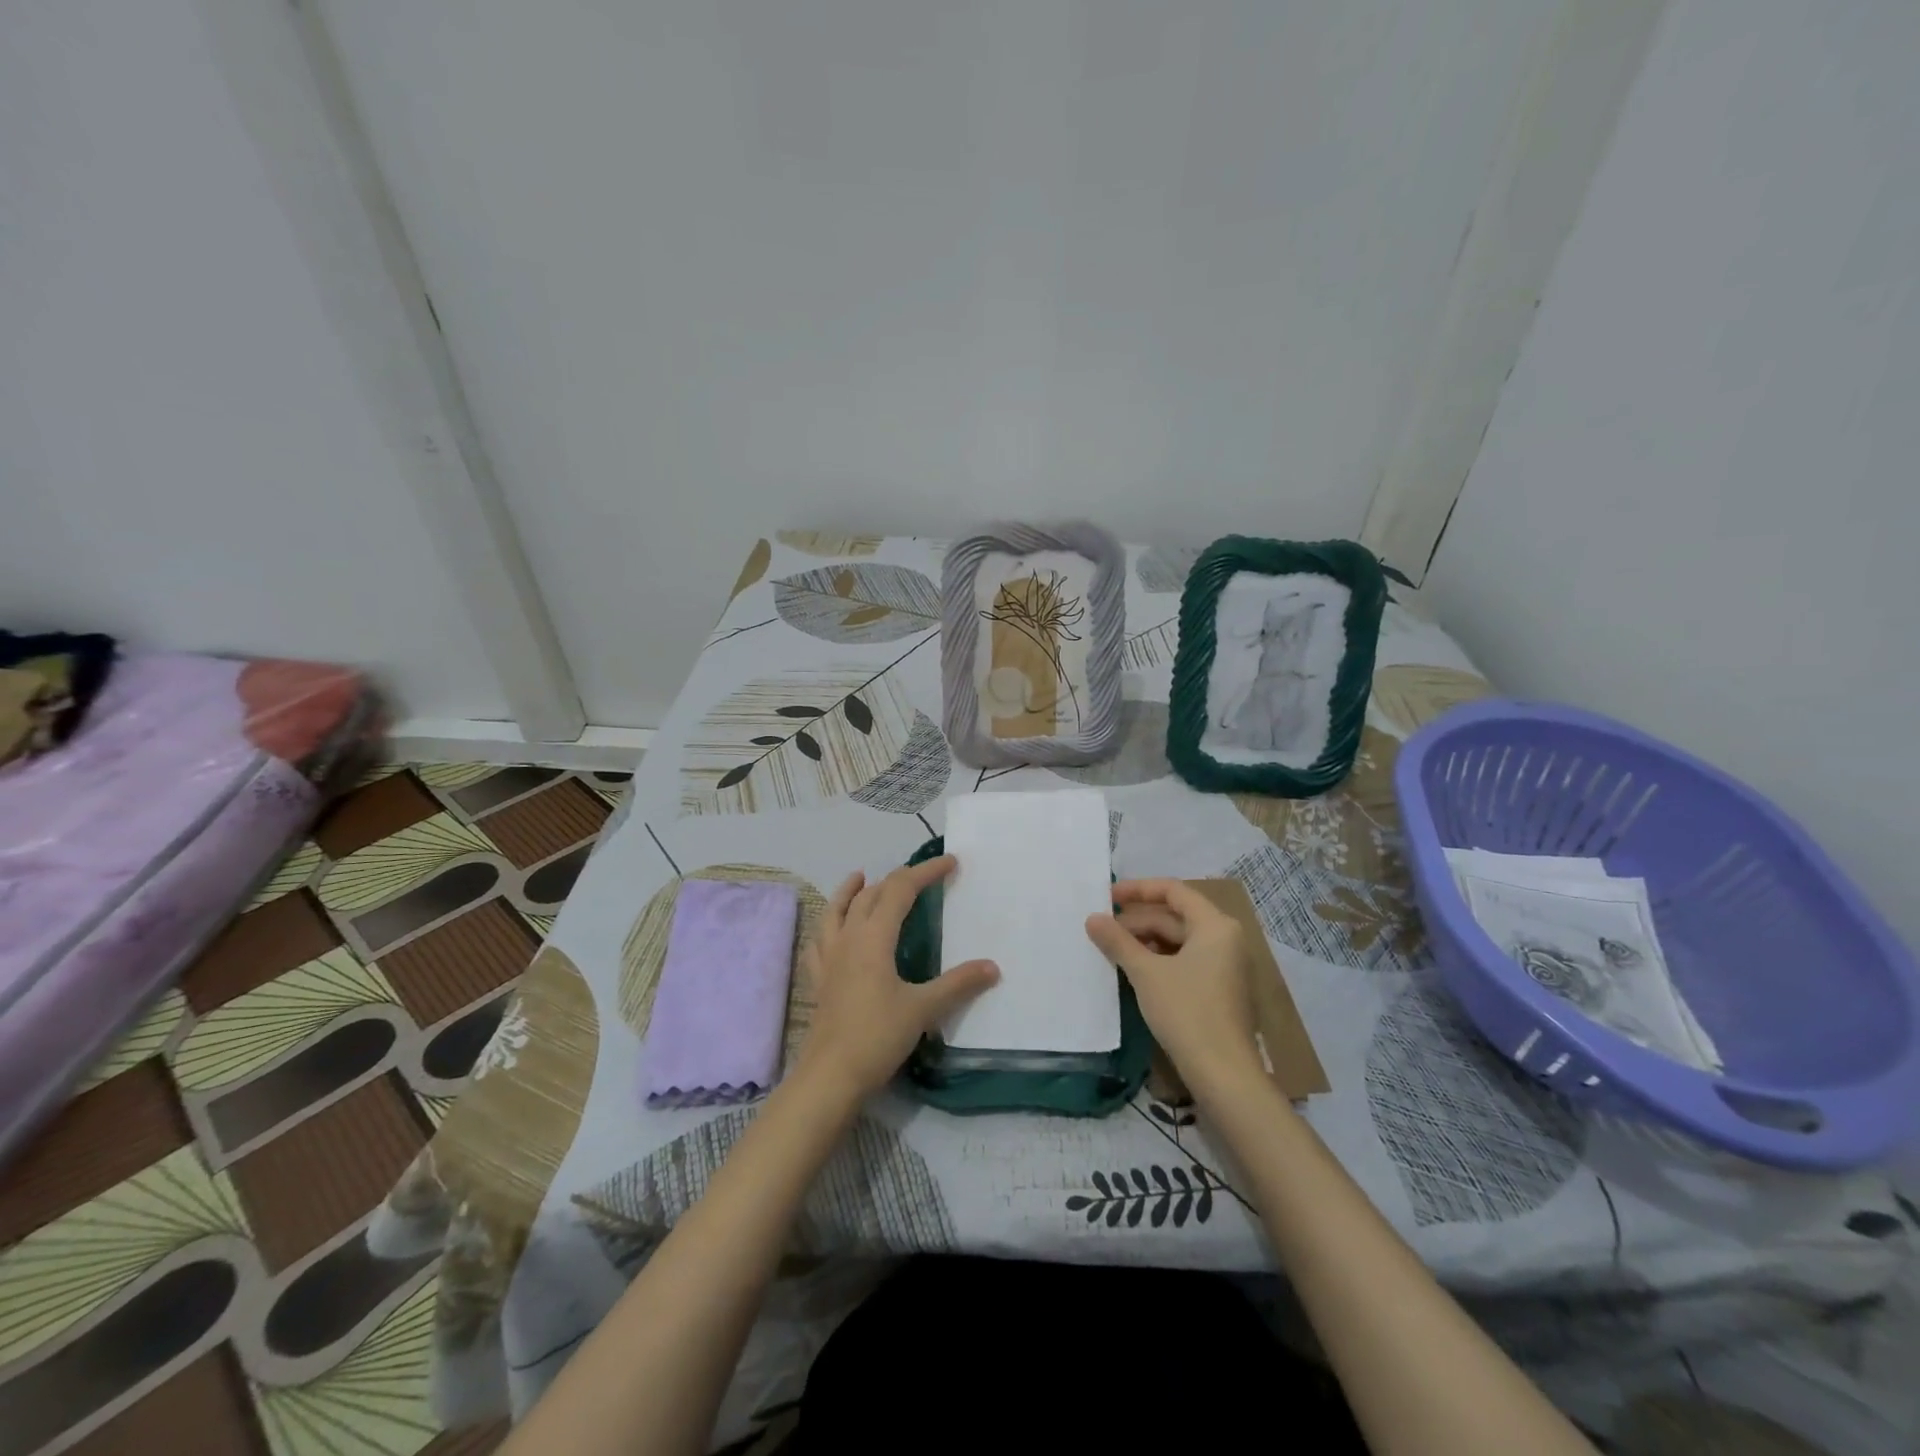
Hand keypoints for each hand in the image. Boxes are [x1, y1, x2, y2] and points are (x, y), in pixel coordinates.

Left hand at [795, 855, 998, 1102]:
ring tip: (860, 877)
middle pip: (870, 895)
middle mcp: (848, 938)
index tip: (950, 862)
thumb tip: (992, 967)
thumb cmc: (877, 1036)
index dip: (925, 872)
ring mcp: (828, 957)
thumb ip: (958, 984)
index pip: (900, 890)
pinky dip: (828, 925)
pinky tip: (831, 930)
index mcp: (874, 937)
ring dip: (851, 891)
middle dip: (897, 879)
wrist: (830, 1076)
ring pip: (836, 910)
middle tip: (921, 876)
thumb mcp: (923, 1009)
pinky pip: (819, 941)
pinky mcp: (819, 979)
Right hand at [1086, 879, 1260, 1093]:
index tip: (1107, 896)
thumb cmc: (1187, 1012)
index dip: (1138, 889)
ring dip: (1145, 941)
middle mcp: (1225, 939)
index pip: (1173, 890)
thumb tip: (1092, 918)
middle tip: (1102, 928)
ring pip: (1178, 940)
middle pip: (1175, 916)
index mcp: (1215, 925)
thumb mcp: (1146, 973)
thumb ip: (1118, 941)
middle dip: (1137, 920)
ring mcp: (1224, 965)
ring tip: (1111, 948)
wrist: (1224, 1074)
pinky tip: (1132, 969)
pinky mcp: (1218, 989)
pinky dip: (1158, 959)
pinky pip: (1185, 960)